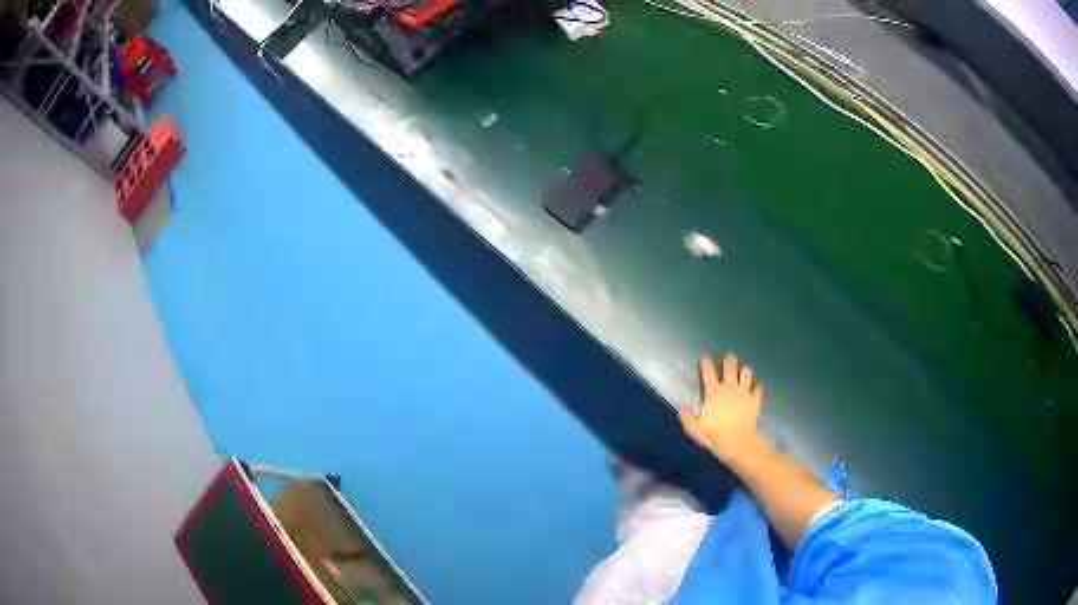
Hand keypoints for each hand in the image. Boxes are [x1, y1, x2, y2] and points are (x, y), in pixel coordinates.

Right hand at [678, 354, 764, 461]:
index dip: (706, 363)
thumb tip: (682, 407)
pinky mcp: (755, 400)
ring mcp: (744, 392)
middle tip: (729, 357)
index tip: (705, 357)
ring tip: (744, 372)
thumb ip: (686, 416)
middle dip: (729, 360)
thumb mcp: (694, 428)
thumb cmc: (714, 434)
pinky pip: (758, 389)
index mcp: (713, 392)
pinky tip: (756, 389)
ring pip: (746, 373)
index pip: (708, 372)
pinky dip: (757, 387)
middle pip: (730, 367)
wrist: (737, 441)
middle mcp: (729, 387)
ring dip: (745, 372)